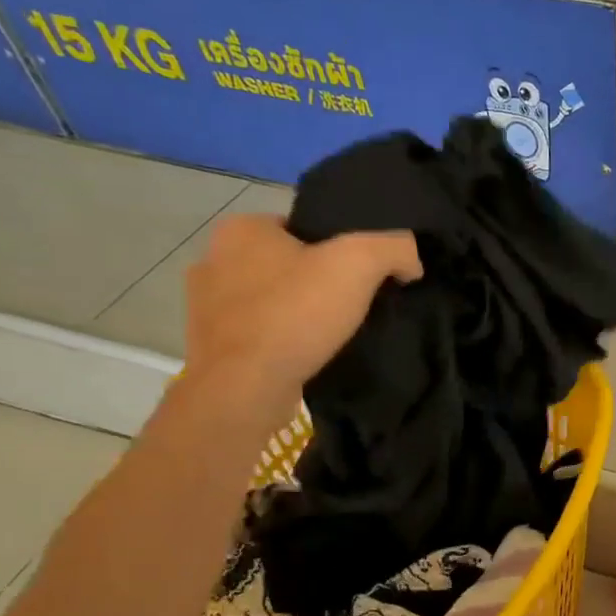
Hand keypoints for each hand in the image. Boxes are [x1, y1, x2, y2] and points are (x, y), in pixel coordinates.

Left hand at [183, 214, 420, 422]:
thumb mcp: (358, 264)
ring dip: (294, 315)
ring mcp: (205, 306)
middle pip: (284, 265)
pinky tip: (303, 357)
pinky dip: (279, 343)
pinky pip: (256, 335)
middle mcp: (214, 259)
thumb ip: (393, 248)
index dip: (335, 250)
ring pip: (268, 301)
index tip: (360, 278)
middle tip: (351, 308)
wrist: (243, 388)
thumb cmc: (294, 315)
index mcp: (241, 229)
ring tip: (330, 337)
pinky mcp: (210, 346)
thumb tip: (411, 262)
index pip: (300, 228)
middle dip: (314, 282)